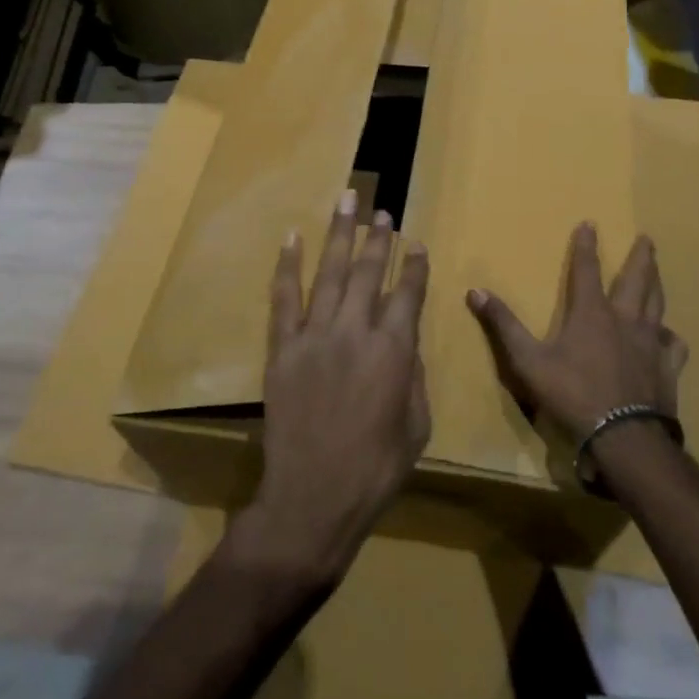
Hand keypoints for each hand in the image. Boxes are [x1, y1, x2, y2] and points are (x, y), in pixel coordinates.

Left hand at [242, 190, 430, 586]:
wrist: (313, 497)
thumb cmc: (375, 469)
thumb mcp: (417, 426)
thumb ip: (412, 375)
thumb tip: (404, 341)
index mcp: (393, 351)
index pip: (408, 295)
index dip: (414, 267)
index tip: (417, 244)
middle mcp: (355, 332)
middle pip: (369, 272)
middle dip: (378, 239)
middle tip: (382, 212)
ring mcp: (314, 336)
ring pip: (330, 273)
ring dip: (339, 234)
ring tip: (347, 200)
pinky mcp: (282, 348)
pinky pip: (284, 298)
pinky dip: (288, 266)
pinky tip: (292, 238)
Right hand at [467, 223, 686, 441]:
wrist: (624, 436)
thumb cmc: (572, 394)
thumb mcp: (528, 360)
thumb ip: (504, 325)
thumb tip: (476, 291)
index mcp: (591, 313)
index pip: (587, 270)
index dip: (587, 246)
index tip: (590, 224)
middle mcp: (624, 320)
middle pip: (635, 280)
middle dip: (639, 257)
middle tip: (647, 238)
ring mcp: (650, 343)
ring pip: (657, 305)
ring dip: (657, 284)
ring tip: (658, 271)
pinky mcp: (667, 368)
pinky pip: (673, 344)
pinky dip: (670, 335)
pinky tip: (669, 335)